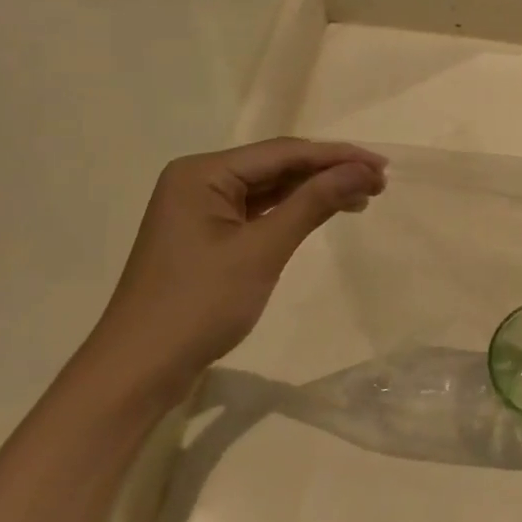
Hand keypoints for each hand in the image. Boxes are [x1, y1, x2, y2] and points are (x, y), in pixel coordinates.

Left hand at [81, 139, 385, 397]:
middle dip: (328, 172)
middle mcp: (199, 180)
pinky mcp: (207, 235)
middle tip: (379, 182)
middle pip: (277, 165)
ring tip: (363, 196)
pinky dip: (293, 212)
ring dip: (315, 191)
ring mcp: (201, 209)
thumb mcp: (262, 250)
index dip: (336, 156)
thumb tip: (361, 170)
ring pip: (270, 188)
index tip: (382, 166)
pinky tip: (324, 213)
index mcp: (202, 173)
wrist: (140, 369)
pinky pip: (259, 211)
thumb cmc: (199, 305)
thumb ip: (312, 203)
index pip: (283, 152)